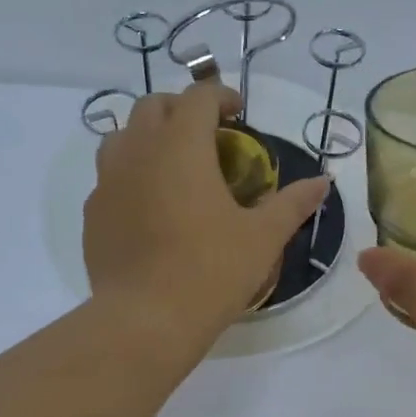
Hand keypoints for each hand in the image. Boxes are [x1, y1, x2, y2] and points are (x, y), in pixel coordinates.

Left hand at [85, 82, 329, 342]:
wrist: (145, 320)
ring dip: (148, 138)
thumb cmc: (210, 270)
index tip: (238, 114)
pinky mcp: (93, 213)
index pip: (198, 97)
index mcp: (181, 145)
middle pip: (153, 106)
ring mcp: (107, 181)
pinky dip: (130, 176)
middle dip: (181, 110)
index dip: (221, 96)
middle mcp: (138, 151)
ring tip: (173, 166)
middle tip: (207, 137)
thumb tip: (323, 182)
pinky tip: (150, 207)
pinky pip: (109, 177)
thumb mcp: (262, 237)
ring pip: (122, 137)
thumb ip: (292, 203)